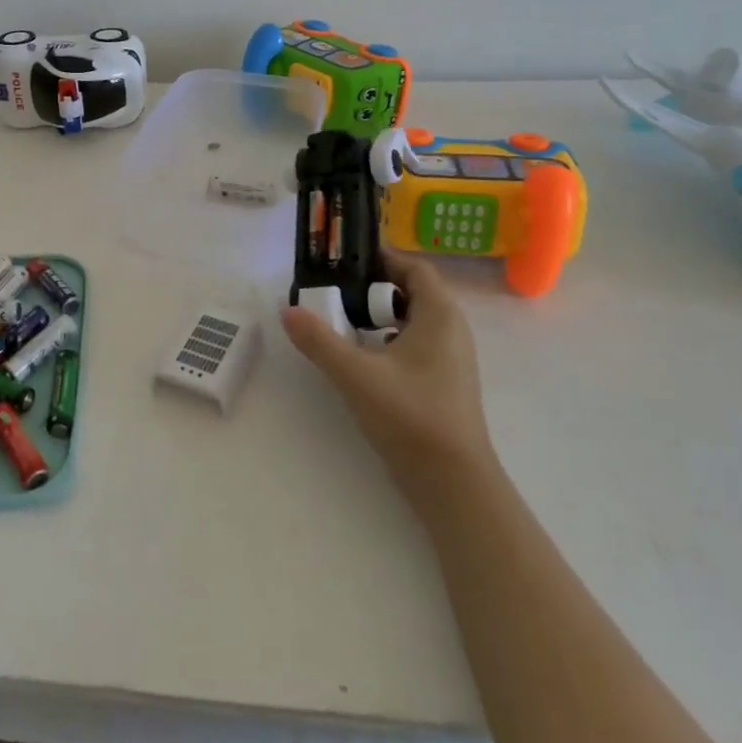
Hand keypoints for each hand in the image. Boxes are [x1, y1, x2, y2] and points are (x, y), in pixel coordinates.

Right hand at [281, 251, 494, 511]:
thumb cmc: (410, 416)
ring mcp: (451, 358)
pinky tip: (363, 356)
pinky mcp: (444, 383)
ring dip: (380, 315)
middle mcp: (451, 329)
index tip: (345, 259)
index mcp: (439, 314)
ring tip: (343, 320)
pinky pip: (416, 344)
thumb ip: (319, 340)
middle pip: (413, 291)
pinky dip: (389, 339)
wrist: (453, 484)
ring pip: (414, 320)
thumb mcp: (356, 374)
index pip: (414, 268)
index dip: (382, 259)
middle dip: (374, 287)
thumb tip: (287, 310)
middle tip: (335, 289)